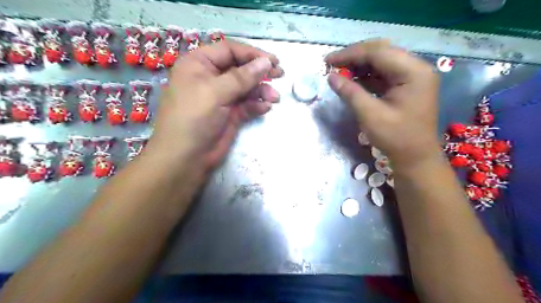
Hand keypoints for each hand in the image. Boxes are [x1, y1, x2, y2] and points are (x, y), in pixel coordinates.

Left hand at [147, 41, 282, 176]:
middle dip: (260, 72)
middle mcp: (210, 78)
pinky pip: (247, 105)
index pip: (229, 51)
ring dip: (261, 91)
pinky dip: (257, 105)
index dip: (251, 54)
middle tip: (280, 75)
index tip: (272, 61)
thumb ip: (242, 77)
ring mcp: (221, 97)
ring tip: (275, 98)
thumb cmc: (194, 119)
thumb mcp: (215, 93)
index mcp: (199, 65)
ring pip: (246, 88)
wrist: (186, 158)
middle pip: (240, 68)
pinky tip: (265, 108)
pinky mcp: (230, 114)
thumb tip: (266, 61)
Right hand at [325, 39, 438, 168]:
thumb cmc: (396, 138)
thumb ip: (350, 93)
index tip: (328, 60)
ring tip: (340, 72)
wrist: (415, 157)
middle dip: (354, 57)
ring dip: (359, 65)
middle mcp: (416, 68)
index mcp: (413, 72)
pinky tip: (353, 81)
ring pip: (381, 61)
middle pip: (381, 52)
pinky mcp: (406, 85)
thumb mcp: (370, 115)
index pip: (378, 52)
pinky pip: (383, 73)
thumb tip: (330, 77)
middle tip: (332, 64)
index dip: (350, 54)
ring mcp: (412, 76)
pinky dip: (366, 76)